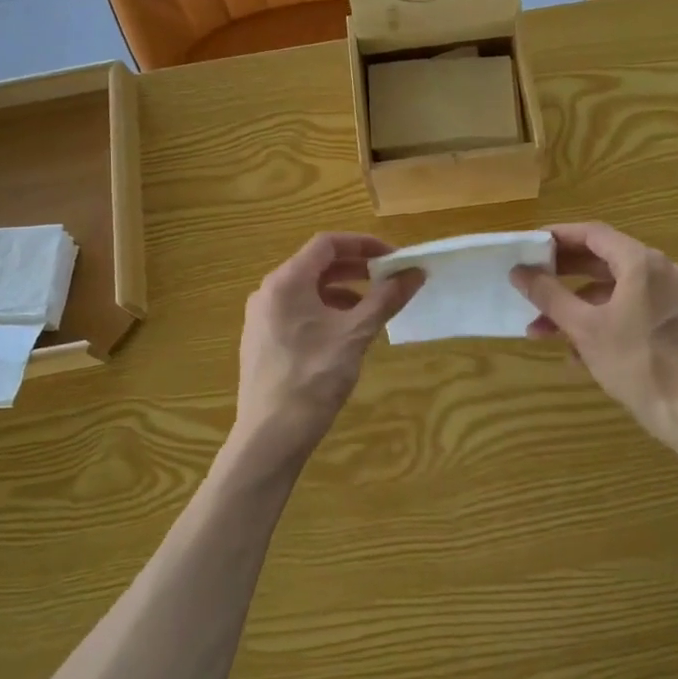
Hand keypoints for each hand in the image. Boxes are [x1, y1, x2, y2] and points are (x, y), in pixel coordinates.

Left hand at [234, 233, 422, 454]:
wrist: (271, 435)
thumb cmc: (314, 377)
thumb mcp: (356, 334)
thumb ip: (386, 298)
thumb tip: (415, 273)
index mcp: (287, 281)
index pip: (327, 243)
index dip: (364, 244)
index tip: (393, 258)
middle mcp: (269, 291)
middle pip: (316, 264)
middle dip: (356, 268)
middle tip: (389, 278)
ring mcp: (261, 317)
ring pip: (307, 289)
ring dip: (342, 290)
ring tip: (372, 306)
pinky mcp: (263, 340)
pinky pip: (297, 311)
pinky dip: (325, 310)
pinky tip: (346, 332)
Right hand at [511, 223, 677, 450]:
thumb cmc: (636, 362)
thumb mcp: (584, 328)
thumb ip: (549, 295)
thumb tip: (519, 271)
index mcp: (640, 263)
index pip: (592, 234)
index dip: (557, 236)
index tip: (528, 246)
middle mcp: (658, 271)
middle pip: (601, 259)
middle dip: (561, 275)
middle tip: (528, 282)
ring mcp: (666, 297)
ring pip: (610, 290)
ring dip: (574, 306)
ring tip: (540, 330)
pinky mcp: (668, 322)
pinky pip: (626, 309)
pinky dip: (598, 320)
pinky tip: (573, 352)